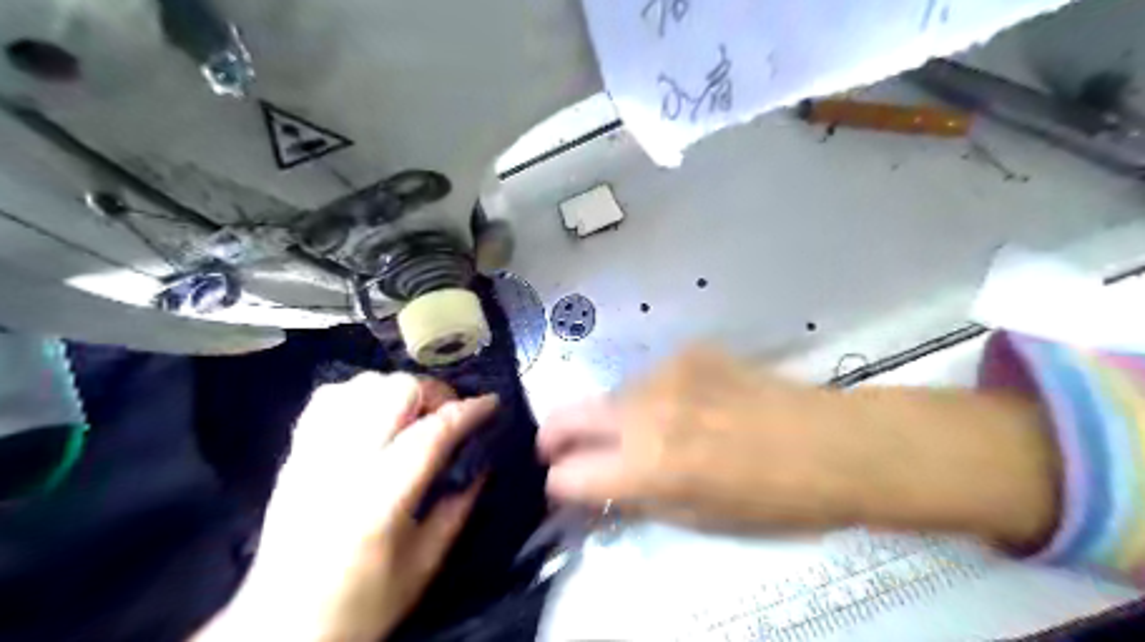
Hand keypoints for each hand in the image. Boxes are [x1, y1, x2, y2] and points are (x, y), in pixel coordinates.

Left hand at [201, 375, 495, 639]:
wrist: (280, 628)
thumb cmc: (362, 604)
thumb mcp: (425, 564)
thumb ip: (458, 508)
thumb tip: (483, 463)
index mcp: (381, 497)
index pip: (432, 433)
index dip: (468, 411)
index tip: (492, 404)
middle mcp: (344, 463)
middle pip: (395, 392)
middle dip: (434, 393)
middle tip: (449, 415)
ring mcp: (314, 453)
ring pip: (361, 385)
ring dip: (398, 391)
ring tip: (414, 414)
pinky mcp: (296, 453)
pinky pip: (328, 397)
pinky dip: (360, 394)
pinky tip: (374, 414)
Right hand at [540, 346, 857, 530]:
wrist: (829, 441)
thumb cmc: (771, 497)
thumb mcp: (697, 517)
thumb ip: (638, 497)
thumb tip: (603, 485)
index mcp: (648, 465)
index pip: (568, 474)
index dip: (560, 484)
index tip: (564, 484)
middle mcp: (645, 412)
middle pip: (568, 416)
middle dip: (555, 436)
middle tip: (558, 447)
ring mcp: (665, 373)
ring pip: (613, 396)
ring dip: (615, 416)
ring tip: (651, 428)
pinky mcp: (688, 351)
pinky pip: (651, 379)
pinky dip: (654, 396)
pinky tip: (689, 404)